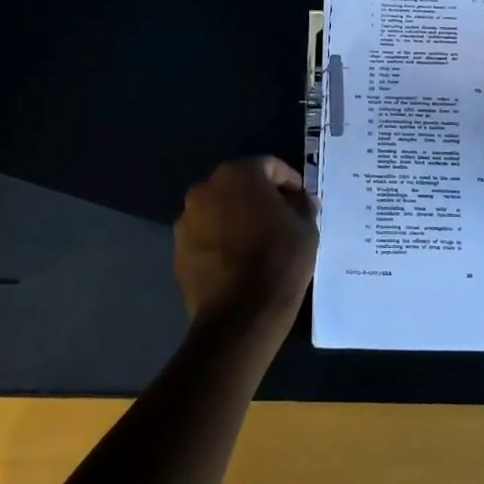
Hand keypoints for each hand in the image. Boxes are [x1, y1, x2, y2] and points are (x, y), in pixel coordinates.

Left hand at [174, 157, 318, 333]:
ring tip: (259, 242)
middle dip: (261, 197)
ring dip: (238, 218)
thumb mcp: (306, 228)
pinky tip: (239, 261)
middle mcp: (205, 189)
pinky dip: (222, 240)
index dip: (290, 181)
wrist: (240, 317)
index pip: (269, 166)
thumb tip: (299, 200)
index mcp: (237, 174)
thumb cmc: (279, 261)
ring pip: (220, 210)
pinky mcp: (178, 249)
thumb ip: (302, 205)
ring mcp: (186, 220)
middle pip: (240, 184)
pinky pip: (206, 235)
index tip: (302, 201)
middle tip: (283, 219)